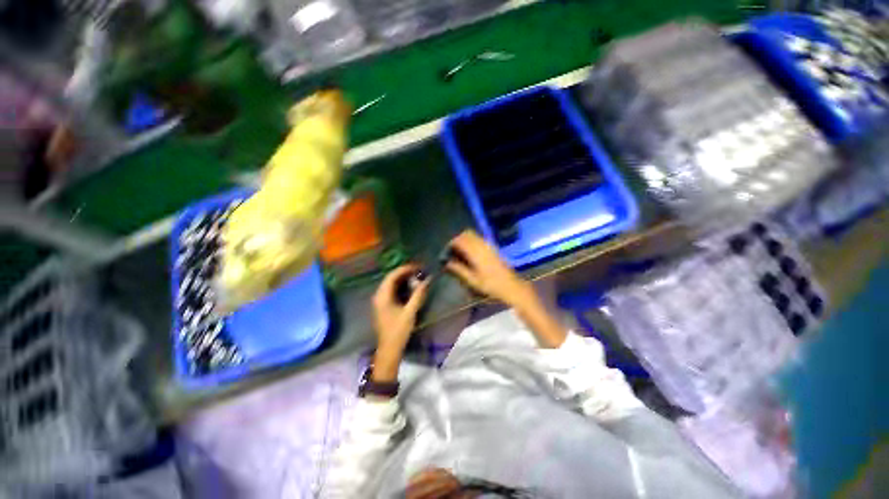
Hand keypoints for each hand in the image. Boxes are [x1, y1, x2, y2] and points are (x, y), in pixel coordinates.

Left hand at [371, 265, 429, 381]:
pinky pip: (391, 290)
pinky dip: (400, 286)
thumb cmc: (398, 330)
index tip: (417, 266)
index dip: (404, 269)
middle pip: (390, 278)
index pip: (392, 276)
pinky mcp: (383, 305)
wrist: (389, 349)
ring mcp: (379, 301)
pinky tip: (409, 286)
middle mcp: (378, 296)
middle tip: (418, 270)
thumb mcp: (410, 312)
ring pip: (390, 284)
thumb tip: (427, 280)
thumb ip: (418, 295)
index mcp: (382, 296)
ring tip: (415, 276)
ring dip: (402, 279)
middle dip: (404, 273)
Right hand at [445, 230, 531, 306]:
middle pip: (466, 234)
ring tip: (460, 252)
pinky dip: (472, 241)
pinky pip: (479, 239)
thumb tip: (447, 263)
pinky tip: (470, 253)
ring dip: (465, 240)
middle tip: (452, 251)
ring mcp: (489, 245)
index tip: (446, 251)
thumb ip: (459, 269)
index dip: (451, 243)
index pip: (460, 240)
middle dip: (457, 239)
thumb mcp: (473, 280)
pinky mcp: (493, 248)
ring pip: (473, 235)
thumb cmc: (491, 285)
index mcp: (476, 252)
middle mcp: (482, 245)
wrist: (511, 286)